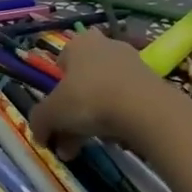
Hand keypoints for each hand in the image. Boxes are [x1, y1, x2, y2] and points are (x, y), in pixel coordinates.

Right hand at [30, 30, 182, 158]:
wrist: (144, 109)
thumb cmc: (89, 100)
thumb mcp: (52, 113)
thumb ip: (40, 122)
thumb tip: (40, 136)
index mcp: (79, 43)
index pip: (61, 62)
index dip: (56, 90)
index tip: (56, 114)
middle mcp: (105, 46)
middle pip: (82, 82)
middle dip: (72, 115)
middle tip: (67, 142)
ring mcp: (132, 63)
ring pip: (103, 94)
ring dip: (92, 121)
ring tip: (87, 148)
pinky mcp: (151, 82)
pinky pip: (125, 101)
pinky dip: (117, 119)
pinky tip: (113, 140)